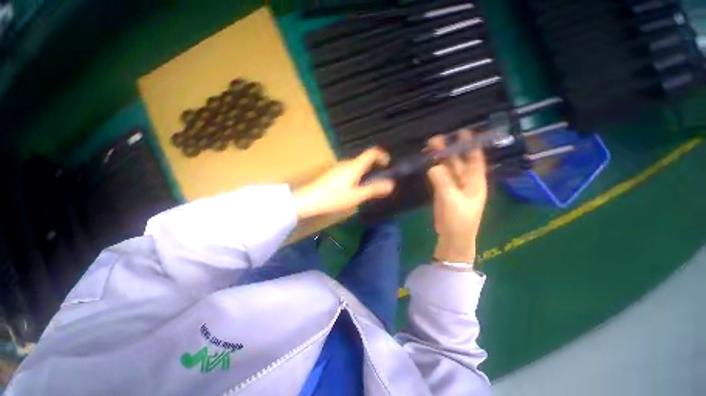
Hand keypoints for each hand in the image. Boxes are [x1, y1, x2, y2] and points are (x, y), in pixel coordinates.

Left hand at [293, 147, 395, 218]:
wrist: (308, 199)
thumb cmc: (334, 197)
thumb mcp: (356, 196)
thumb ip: (374, 189)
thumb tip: (391, 184)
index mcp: (354, 166)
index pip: (371, 152)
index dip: (382, 155)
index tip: (388, 164)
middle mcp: (347, 163)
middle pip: (364, 159)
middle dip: (375, 167)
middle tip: (381, 180)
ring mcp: (338, 167)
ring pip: (357, 166)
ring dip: (366, 172)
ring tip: (369, 187)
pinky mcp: (333, 173)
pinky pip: (350, 170)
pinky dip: (357, 176)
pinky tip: (354, 189)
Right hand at [427, 131, 487, 263]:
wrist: (453, 237)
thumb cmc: (459, 219)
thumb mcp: (451, 199)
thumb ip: (442, 182)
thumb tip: (432, 166)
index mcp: (475, 181)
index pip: (475, 158)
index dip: (471, 145)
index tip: (463, 132)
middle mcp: (466, 180)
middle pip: (458, 161)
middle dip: (449, 149)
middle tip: (437, 138)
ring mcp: (454, 186)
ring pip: (447, 168)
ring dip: (439, 158)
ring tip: (429, 147)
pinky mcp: (443, 191)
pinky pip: (439, 176)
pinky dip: (434, 168)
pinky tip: (428, 162)